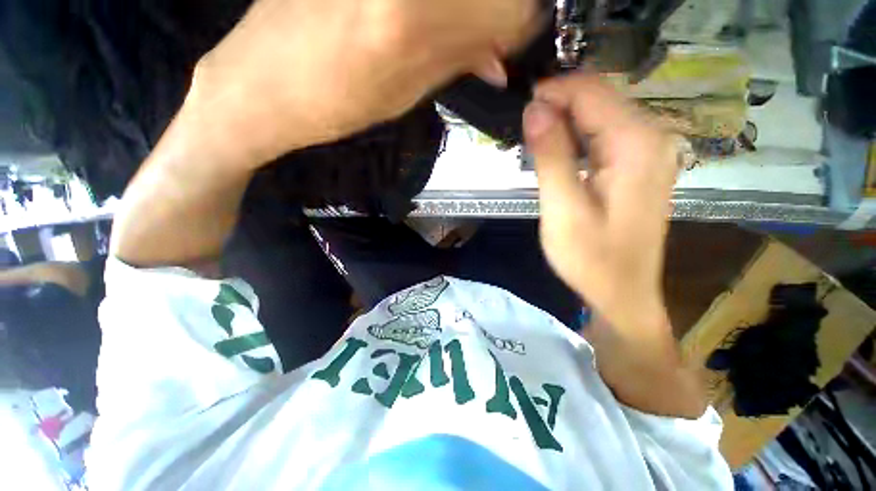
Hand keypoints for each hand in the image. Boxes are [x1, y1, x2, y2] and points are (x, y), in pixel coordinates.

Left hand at [189, 0, 539, 165]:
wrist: (257, 85)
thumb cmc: (330, 105)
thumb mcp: (401, 96)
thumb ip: (455, 64)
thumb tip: (500, 58)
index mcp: (410, 18)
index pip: (509, 6)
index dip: (519, 26)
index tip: (510, 45)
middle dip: (495, 12)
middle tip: (484, 40)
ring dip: (466, 8)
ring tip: (442, 31)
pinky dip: (436, 6)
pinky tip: (420, 20)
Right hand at [523, 73, 679, 333]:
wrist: (621, 293)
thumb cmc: (591, 259)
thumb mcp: (563, 209)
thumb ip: (551, 156)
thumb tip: (535, 110)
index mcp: (636, 144)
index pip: (591, 92)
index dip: (552, 93)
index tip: (520, 109)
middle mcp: (652, 138)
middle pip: (599, 98)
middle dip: (557, 106)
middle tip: (523, 130)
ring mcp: (649, 151)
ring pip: (601, 115)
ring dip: (564, 122)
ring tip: (534, 142)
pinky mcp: (639, 166)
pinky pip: (605, 135)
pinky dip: (577, 137)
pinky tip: (557, 153)